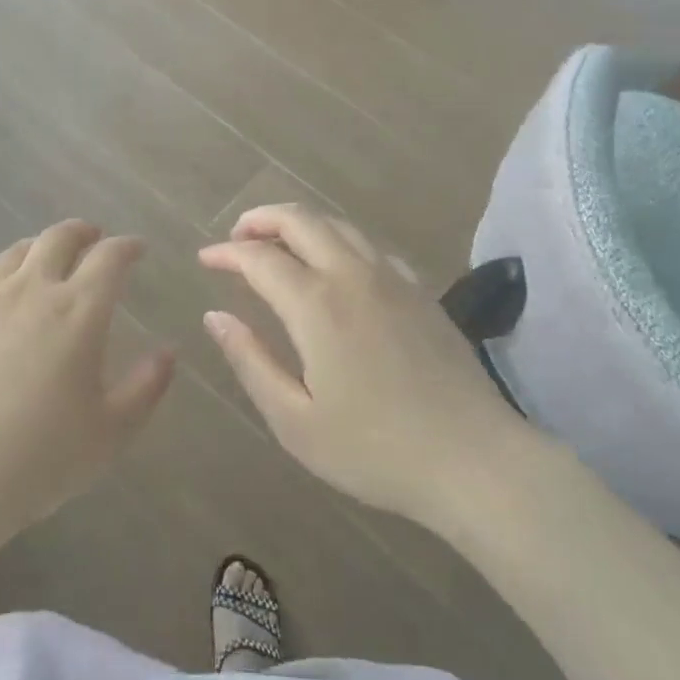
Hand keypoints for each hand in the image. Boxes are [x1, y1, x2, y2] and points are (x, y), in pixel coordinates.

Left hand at [0, 221, 174, 544]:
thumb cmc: (42, 458)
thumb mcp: (112, 432)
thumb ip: (147, 387)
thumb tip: (168, 352)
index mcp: (78, 310)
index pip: (109, 258)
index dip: (127, 247)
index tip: (137, 249)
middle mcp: (30, 292)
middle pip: (57, 239)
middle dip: (81, 232)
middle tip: (92, 238)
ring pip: (11, 256)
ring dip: (34, 249)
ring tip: (42, 257)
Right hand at [199, 205, 530, 525]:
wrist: (474, 460)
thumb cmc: (374, 450)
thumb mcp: (295, 420)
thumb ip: (251, 361)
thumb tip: (215, 317)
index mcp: (316, 305)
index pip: (260, 258)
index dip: (227, 254)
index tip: (205, 259)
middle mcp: (352, 276)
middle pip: (301, 221)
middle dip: (261, 219)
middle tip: (237, 236)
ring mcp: (393, 279)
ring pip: (339, 225)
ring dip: (300, 223)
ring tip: (278, 244)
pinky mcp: (421, 291)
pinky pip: (371, 246)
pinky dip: (340, 241)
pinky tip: (336, 266)